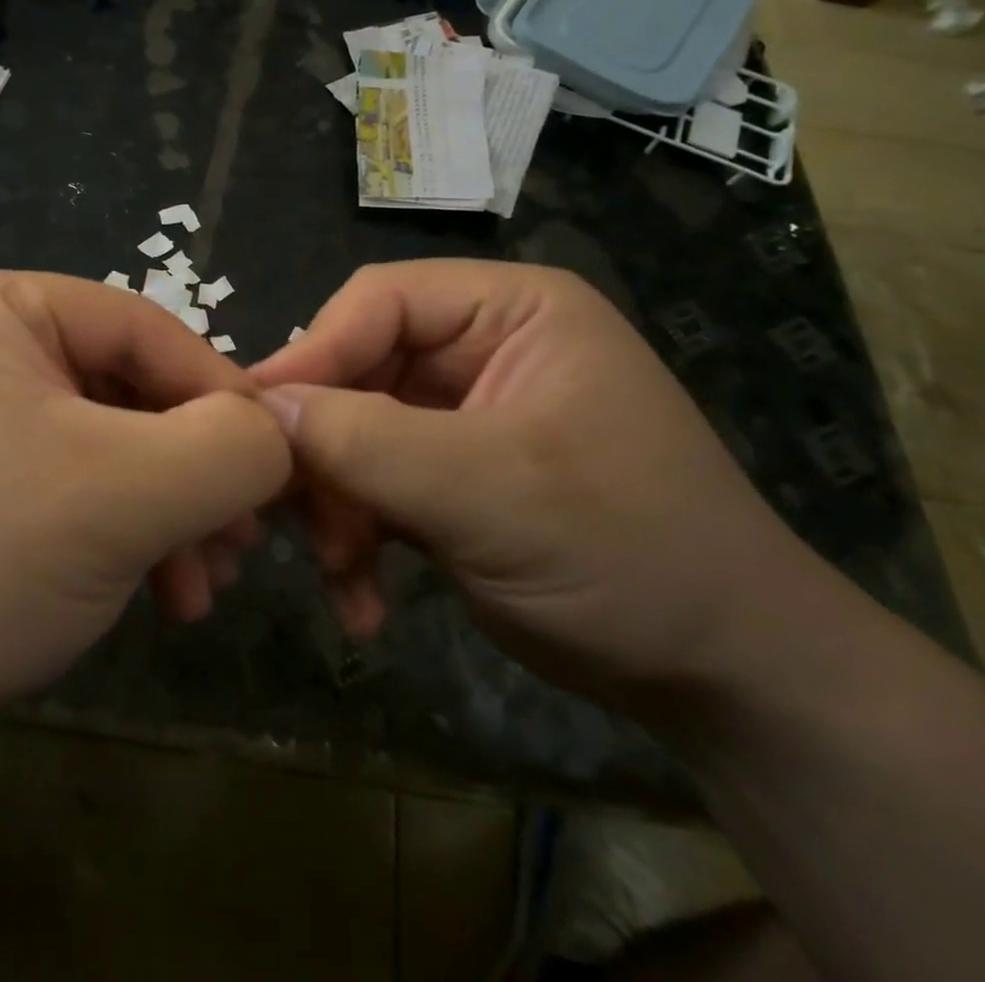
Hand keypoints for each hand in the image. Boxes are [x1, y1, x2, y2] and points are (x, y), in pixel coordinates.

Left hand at [0, 271, 290, 726]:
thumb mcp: (128, 494)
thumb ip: (230, 448)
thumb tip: (276, 434)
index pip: (144, 328)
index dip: (221, 395)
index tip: (275, 469)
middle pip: (126, 388)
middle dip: (192, 471)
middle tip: (241, 543)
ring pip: (105, 441)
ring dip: (164, 509)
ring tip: (203, 584)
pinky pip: (67, 476)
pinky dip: (119, 527)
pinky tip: (154, 590)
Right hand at [252, 260, 815, 711]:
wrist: (727, 683)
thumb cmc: (630, 556)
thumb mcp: (493, 492)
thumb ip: (369, 441)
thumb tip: (263, 409)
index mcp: (510, 311)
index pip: (379, 301)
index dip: (314, 353)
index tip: (257, 420)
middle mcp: (480, 348)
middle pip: (358, 370)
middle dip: (324, 450)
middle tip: (288, 516)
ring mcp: (462, 415)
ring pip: (354, 433)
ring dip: (336, 505)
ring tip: (340, 573)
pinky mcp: (449, 475)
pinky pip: (373, 483)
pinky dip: (358, 537)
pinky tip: (363, 601)